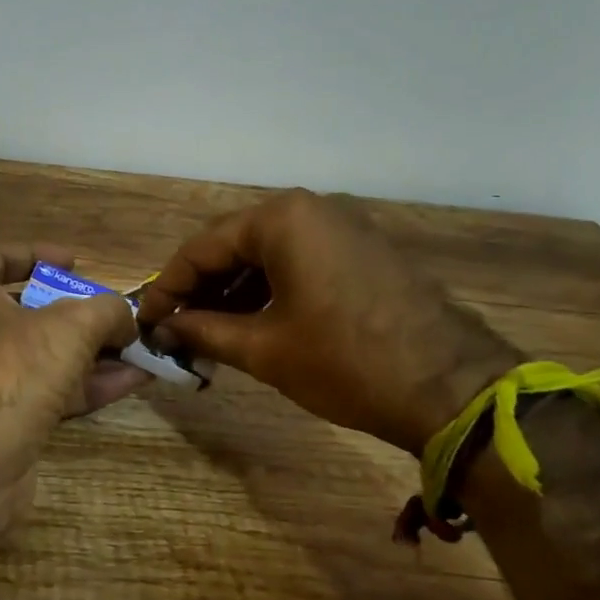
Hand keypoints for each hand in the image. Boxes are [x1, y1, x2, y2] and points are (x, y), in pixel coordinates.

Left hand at [0, 243, 148, 546]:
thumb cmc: (10, 370)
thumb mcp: (71, 326)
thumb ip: (105, 310)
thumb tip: (124, 319)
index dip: (42, 256)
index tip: (78, 263)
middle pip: (25, 310)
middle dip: (78, 314)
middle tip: (116, 314)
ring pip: (39, 354)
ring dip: (91, 352)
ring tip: (140, 349)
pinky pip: (43, 390)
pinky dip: (84, 384)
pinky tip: (131, 381)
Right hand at [136, 191, 518, 453]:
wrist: (453, 390)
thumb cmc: (346, 363)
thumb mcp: (263, 349)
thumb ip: (203, 331)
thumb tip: (164, 328)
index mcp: (282, 219)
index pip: (203, 247)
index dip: (167, 286)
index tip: (145, 320)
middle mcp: (311, 209)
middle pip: (234, 245)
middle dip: (200, 288)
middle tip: (174, 328)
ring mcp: (344, 228)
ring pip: (267, 254)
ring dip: (233, 291)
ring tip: (207, 332)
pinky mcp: (364, 252)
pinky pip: (299, 262)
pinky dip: (269, 290)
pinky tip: (251, 323)